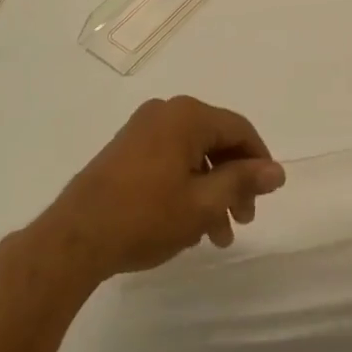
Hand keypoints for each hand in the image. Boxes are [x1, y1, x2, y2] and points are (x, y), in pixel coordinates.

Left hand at [46, 97, 284, 282]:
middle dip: (233, 181)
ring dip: (210, 190)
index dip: (259, 161)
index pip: (239, 129)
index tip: (267, 196)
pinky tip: (187, 223)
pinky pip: (169, 159)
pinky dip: (186, 186)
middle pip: (215, 141)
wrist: (74, 239)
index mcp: (188, 115)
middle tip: (243, 221)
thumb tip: (276, 171)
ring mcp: (142, 129)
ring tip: (216, 235)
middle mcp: (166, 112)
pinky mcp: (125, 150)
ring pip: (192, 155)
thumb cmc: (145, 217)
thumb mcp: (203, 204)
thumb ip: (242, 182)